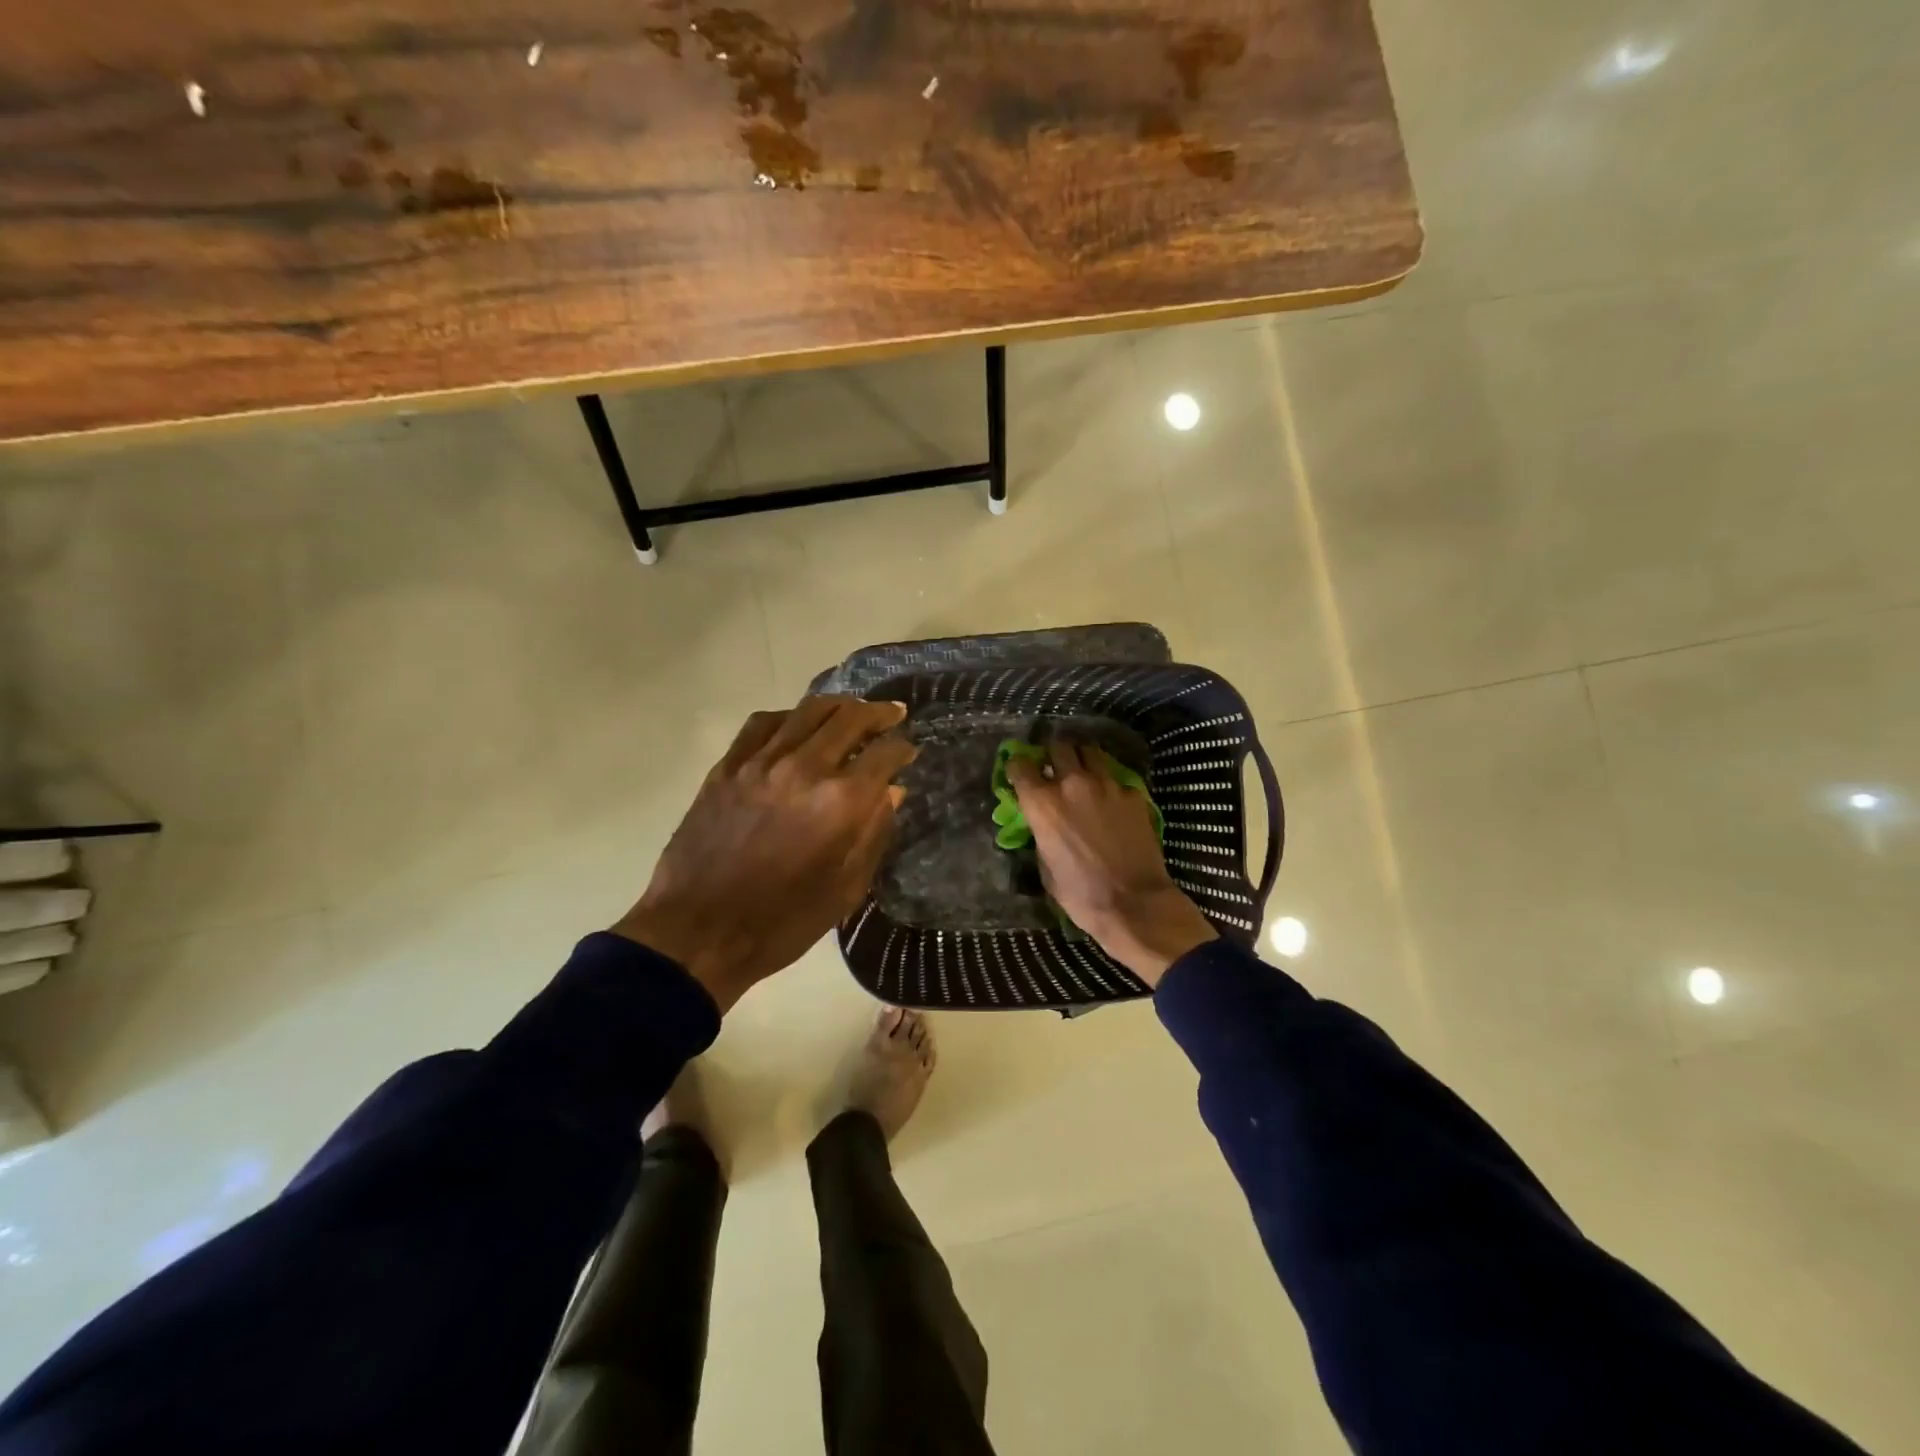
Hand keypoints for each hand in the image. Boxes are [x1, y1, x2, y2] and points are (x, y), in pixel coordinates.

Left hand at [613, 696, 916, 1010]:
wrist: (698, 933)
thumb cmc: (781, 923)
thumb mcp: (844, 890)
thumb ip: (873, 834)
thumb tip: (892, 792)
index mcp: (840, 803)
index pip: (884, 755)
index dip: (903, 749)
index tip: (909, 751)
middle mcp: (804, 769)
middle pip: (849, 719)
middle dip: (878, 713)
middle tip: (892, 714)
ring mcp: (760, 763)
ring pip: (807, 711)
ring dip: (838, 706)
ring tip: (851, 710)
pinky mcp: (727, 767)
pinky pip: (763, 724)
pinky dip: (789, 716)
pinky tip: (797, 724)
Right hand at [1007, 739, 1215, 985]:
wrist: (1135, 904)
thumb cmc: (1081, 895)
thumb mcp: (1046, 867)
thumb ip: (1041, 834)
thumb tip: (1044, 825)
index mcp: (1042, 804)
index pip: (1020, 765)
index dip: (1018, 766)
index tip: (1021, 773)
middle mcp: (1072, 784)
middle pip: (1058, 747)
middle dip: (1053, 755)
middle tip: (1055, 768)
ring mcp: (1107, 785)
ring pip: (1091, 753)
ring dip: (1083, 760)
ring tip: (1084, 773)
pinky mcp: (1133, 794)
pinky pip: (1117, 779)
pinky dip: (1111, 785)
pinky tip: (1113, 801)